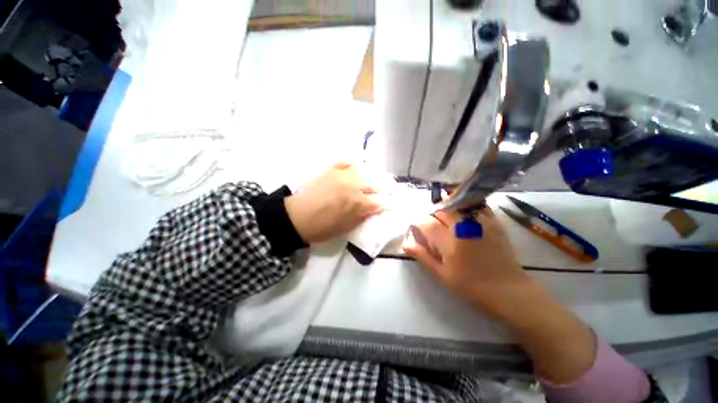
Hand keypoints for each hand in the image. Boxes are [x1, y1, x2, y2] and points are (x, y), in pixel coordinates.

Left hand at [285, 163, 383, 243]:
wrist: (296, 217)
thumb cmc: (322, 228)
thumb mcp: (347, 228)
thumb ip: (363, 216)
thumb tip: (374, 209)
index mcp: (358, 203)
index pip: (380, 202)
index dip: (387, 204)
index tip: (390, 205)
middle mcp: (354, 185)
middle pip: (375, 184)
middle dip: (382, 190)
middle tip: (383, 193)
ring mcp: (342, 175)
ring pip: (364, 171)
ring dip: (371, 177)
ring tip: (372, 180)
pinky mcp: (331, 169)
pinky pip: (346, 162)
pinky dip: (354, 164)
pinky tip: (358, 167)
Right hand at [402, 207, 532, 315]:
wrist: (508, 291)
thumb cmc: (471, 286)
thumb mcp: (442, 275)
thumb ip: (423, 257)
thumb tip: (405, 244)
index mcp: (450, 242)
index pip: (427, 224)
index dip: (417, 223)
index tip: (415, 226)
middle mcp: (464, 228)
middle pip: (441, 210)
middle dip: (431, 212)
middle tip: (428, 219)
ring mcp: (480, 223)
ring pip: (458, 204)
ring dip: (446, 204)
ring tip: (442, 209)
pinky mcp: (493, 223)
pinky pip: (478, 205)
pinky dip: (467, 203)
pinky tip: (462, 206)